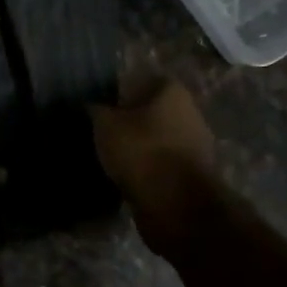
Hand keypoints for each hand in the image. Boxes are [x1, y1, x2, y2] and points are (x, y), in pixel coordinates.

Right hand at [90, 78, 218, 254]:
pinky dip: (146, 171)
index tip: (99, 109)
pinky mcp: (191, 175)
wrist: (177, 205)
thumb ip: (96, 110)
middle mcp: (189, 113)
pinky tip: (126, 179)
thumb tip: (91, 106)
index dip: (118, 93)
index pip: (141, 81)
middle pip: (151, 112)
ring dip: (138, 149)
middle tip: (101, 134)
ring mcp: (194, 146)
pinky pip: (162, 166)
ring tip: (110, 159)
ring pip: (157, 140)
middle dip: (129, 122)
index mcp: (172, 92)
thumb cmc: (142, 152)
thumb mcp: (106, 125)